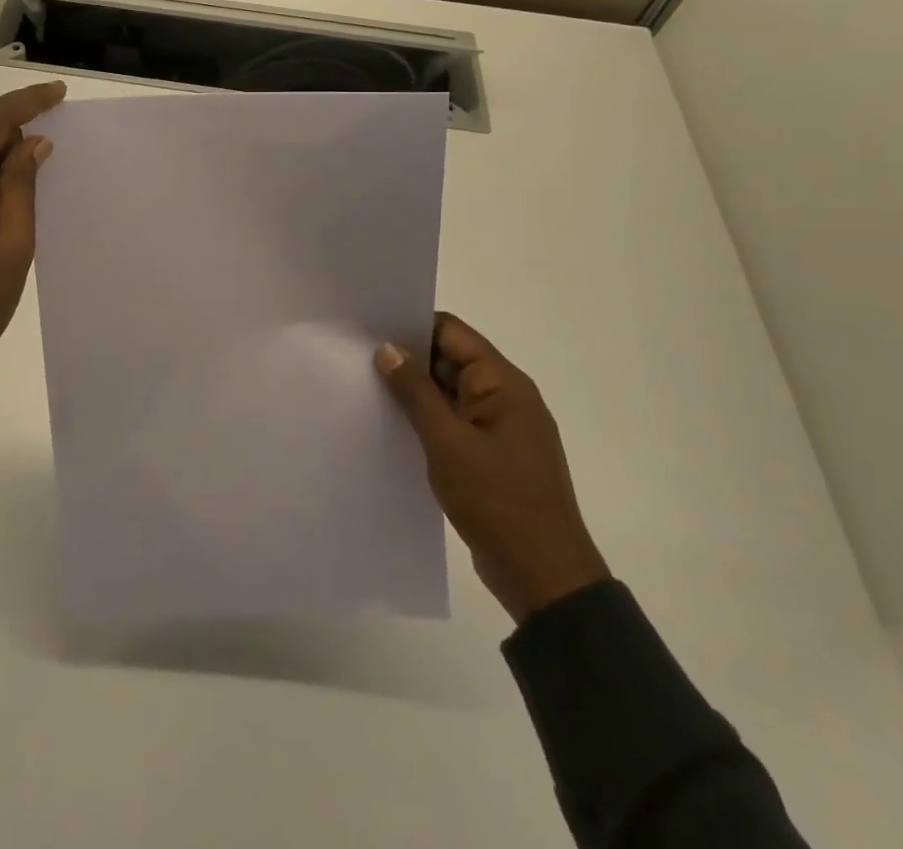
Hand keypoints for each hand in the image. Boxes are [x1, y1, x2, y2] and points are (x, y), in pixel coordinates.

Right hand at [375, 312, 608, 624]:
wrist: (544, 577)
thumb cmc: (497, 501)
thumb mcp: (447, 442)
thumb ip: (415, 392)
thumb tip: (387, 348)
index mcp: (503, 383)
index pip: (452, 332)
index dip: (412, 325)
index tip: (370, 329)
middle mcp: (505, 396)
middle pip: (450, 358)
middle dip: (408, 357)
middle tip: (358, 358)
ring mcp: (500, 427)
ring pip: (449, 391)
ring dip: (415, 390)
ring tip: (367, 387)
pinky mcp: (492, 454)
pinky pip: (454, 420)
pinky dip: (427, 418)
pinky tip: (393, 424)